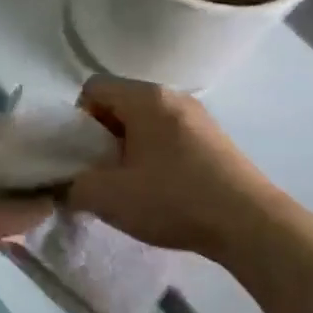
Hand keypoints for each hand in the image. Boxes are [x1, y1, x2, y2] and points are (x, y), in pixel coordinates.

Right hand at [64, 76, 275, 256]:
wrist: (250, 225)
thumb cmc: (173, 199)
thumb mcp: (107, 197)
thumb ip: (72, 187)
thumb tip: (63, 186)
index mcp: (145, 98)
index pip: (93, 88)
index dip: (78, 119)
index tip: (84, 155)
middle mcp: (173, 96)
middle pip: (120, 104)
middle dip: (103, 136)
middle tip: (103, 173)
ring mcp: (199, 117)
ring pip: (146, 122)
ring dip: (130, 148)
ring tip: (132, 185)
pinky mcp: (216, 140)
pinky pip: (170, 136)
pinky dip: (157, 156)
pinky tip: (163, 190)